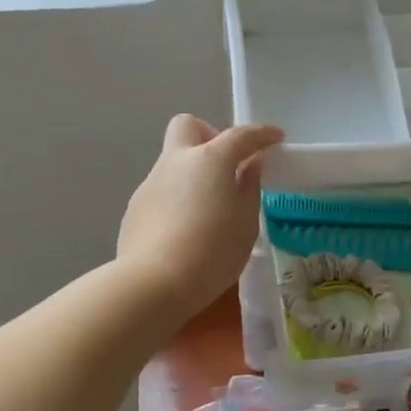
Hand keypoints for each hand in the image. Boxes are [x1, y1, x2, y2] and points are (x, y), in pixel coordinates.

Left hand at [117, 115, 283, 319]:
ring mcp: (150, 183)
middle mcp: (176, 161)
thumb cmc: (213, 251)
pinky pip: (161, 191)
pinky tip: (184, 232)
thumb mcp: (246, 222)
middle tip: (226, 166)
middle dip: (209, 136)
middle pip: (188, 127)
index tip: (275, 138)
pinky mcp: (135, 209)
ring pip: (173, 162)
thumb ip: (249, 187)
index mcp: (209, 159)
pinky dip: (177, 200)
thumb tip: (250, 165)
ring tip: (208, 211)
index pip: (240, 136)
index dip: (261, 134)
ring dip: (192, 174)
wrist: (154, 283)